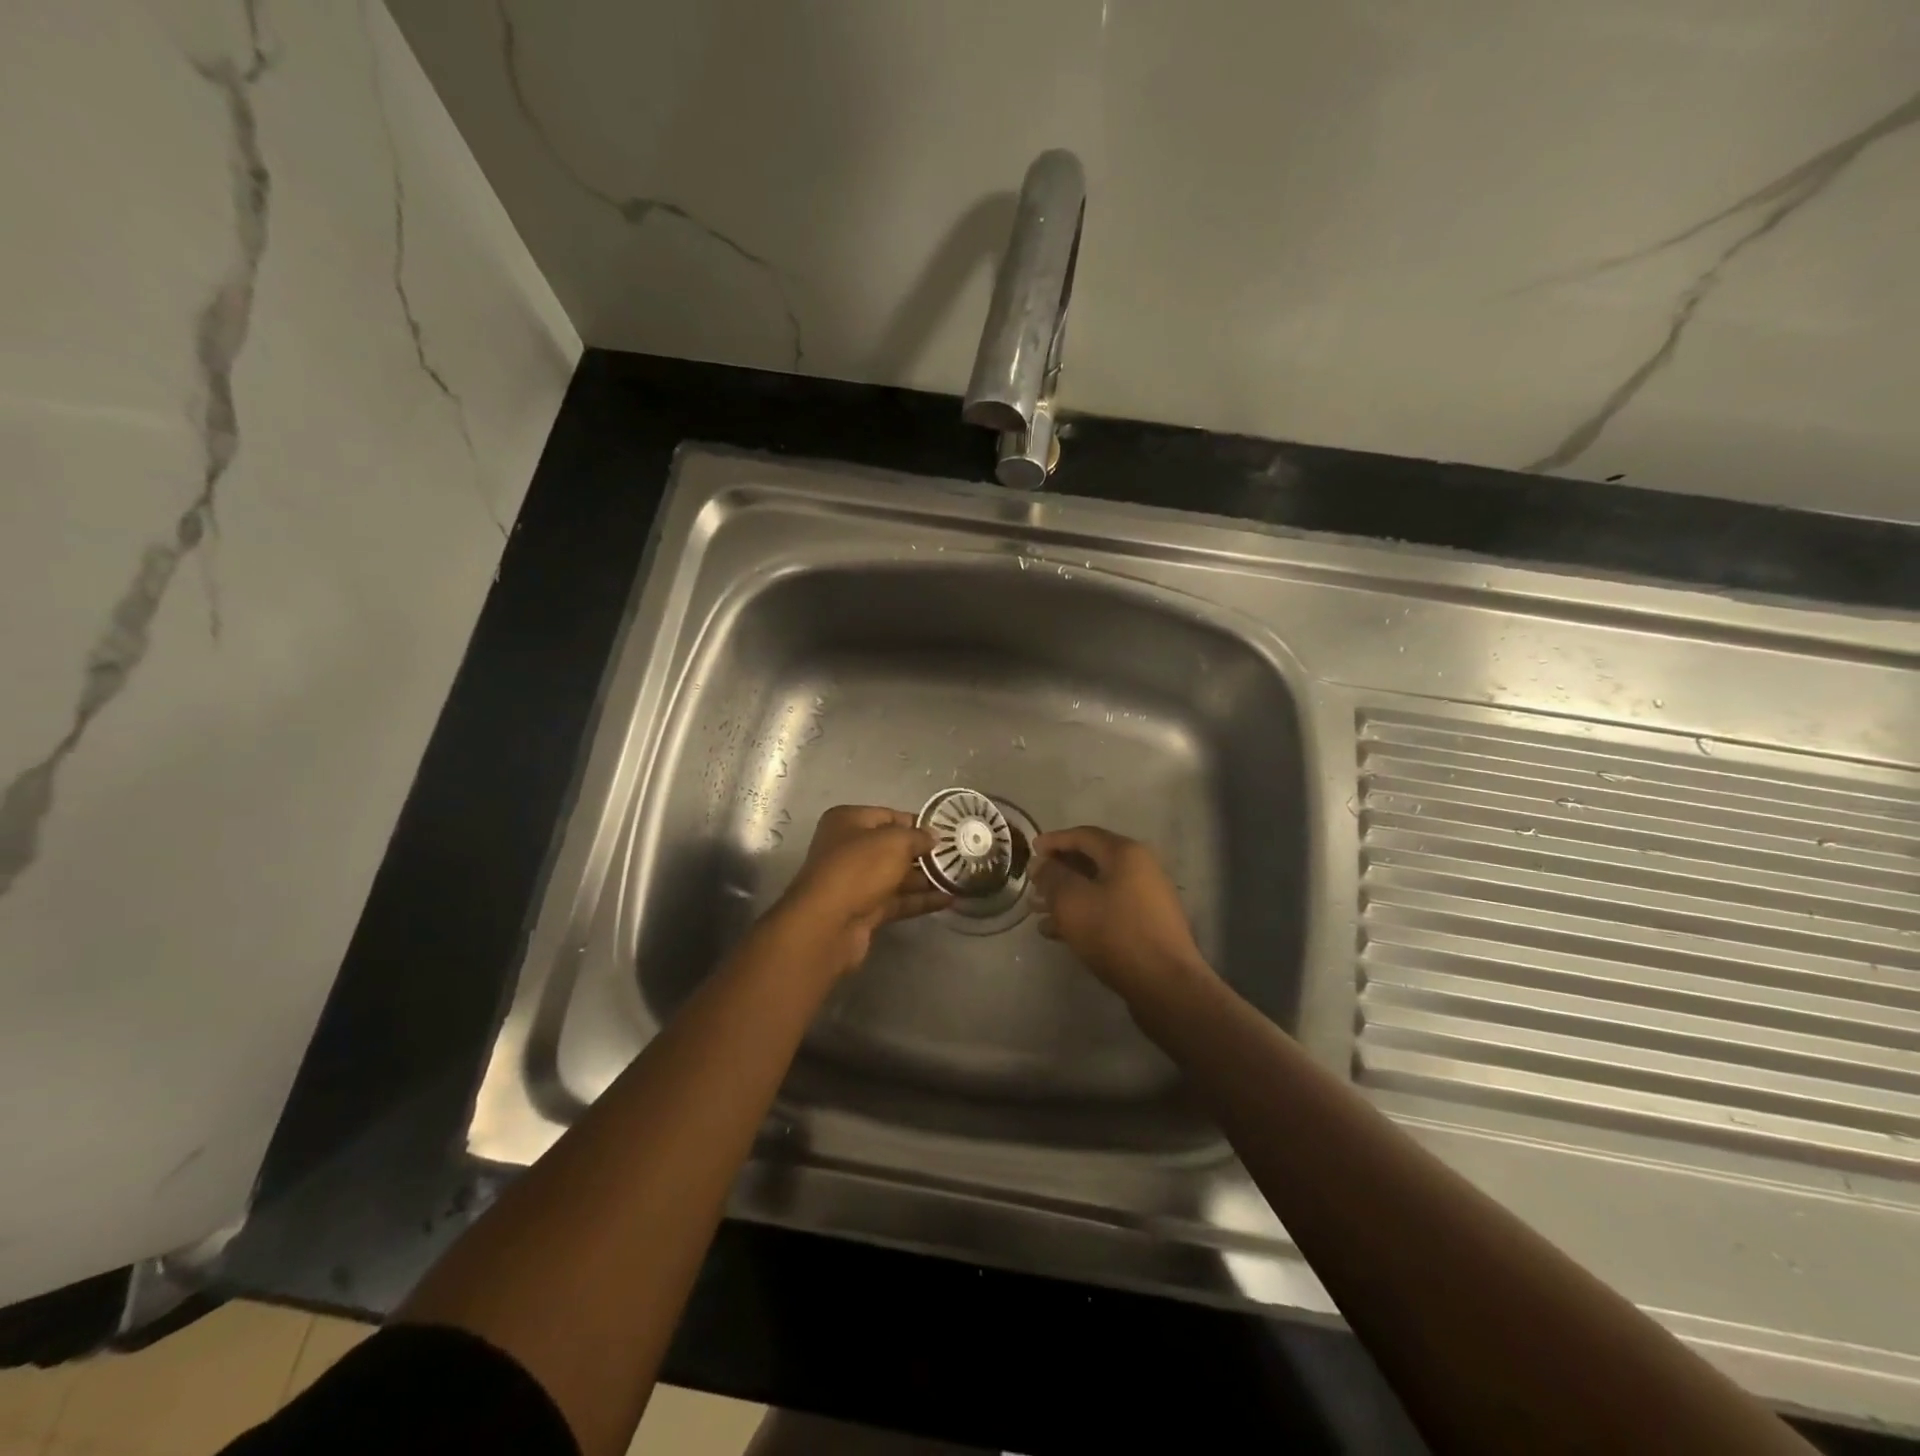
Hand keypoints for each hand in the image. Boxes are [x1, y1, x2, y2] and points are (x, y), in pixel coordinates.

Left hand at [772, 806, 951, 976]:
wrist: (828, 924)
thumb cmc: (859, 868)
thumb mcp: (894, 842)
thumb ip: (917, 836)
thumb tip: (934, 836)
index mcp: (848, 821)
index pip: (889, 816)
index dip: (917, 823)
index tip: (946, 832)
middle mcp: (849, 848)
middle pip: (892, 847)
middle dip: (923, 852)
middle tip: (957, 856)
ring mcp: (855, 881)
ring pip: (896, 875)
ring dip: (925, 878)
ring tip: (959, 878)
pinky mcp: (864, 910)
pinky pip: (897, 900)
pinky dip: (920, 900)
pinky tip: (948, 900)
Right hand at [1033, 826, 1212, 1002]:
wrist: (1166, 985)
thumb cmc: (1115, 933)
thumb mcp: (1072, 901)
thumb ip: (1052, 876)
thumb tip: (1042, 863)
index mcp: (1126, 853)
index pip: (1083, 835)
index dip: (1054, 840)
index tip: (1030, 849)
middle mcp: (1141, 868)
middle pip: (1092, 861)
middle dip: (1059, 872)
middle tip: (1033, 884)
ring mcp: (1148, 897)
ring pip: (1099, 888)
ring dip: (1067, 896)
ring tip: (1038, 911)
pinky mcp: (1149, 925)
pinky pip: (1109, 909)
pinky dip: (1084, 913)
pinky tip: (1059, 932)